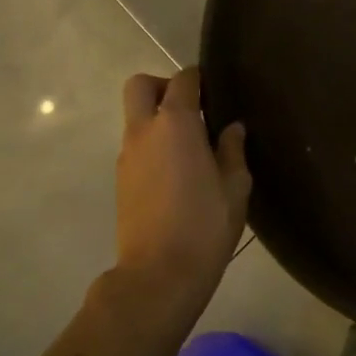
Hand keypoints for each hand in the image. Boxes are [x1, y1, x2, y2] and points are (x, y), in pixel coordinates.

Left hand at [114, 69, 249, 316]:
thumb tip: (231, 128)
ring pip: (135, 118)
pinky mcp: (121, 180)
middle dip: (163, 87)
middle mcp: (144, 131)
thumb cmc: (205, 225)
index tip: (215, 92)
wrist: (158, 276)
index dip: (198, 79)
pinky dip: (153, 145)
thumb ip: (232, 149)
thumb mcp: (235, 186)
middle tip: (191, 110)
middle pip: (139, 86)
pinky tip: (177, 172)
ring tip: (190, 148)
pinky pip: (135, 145)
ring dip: (158, 119)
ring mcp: (127, 156)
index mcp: (175, 124)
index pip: (183, 80)